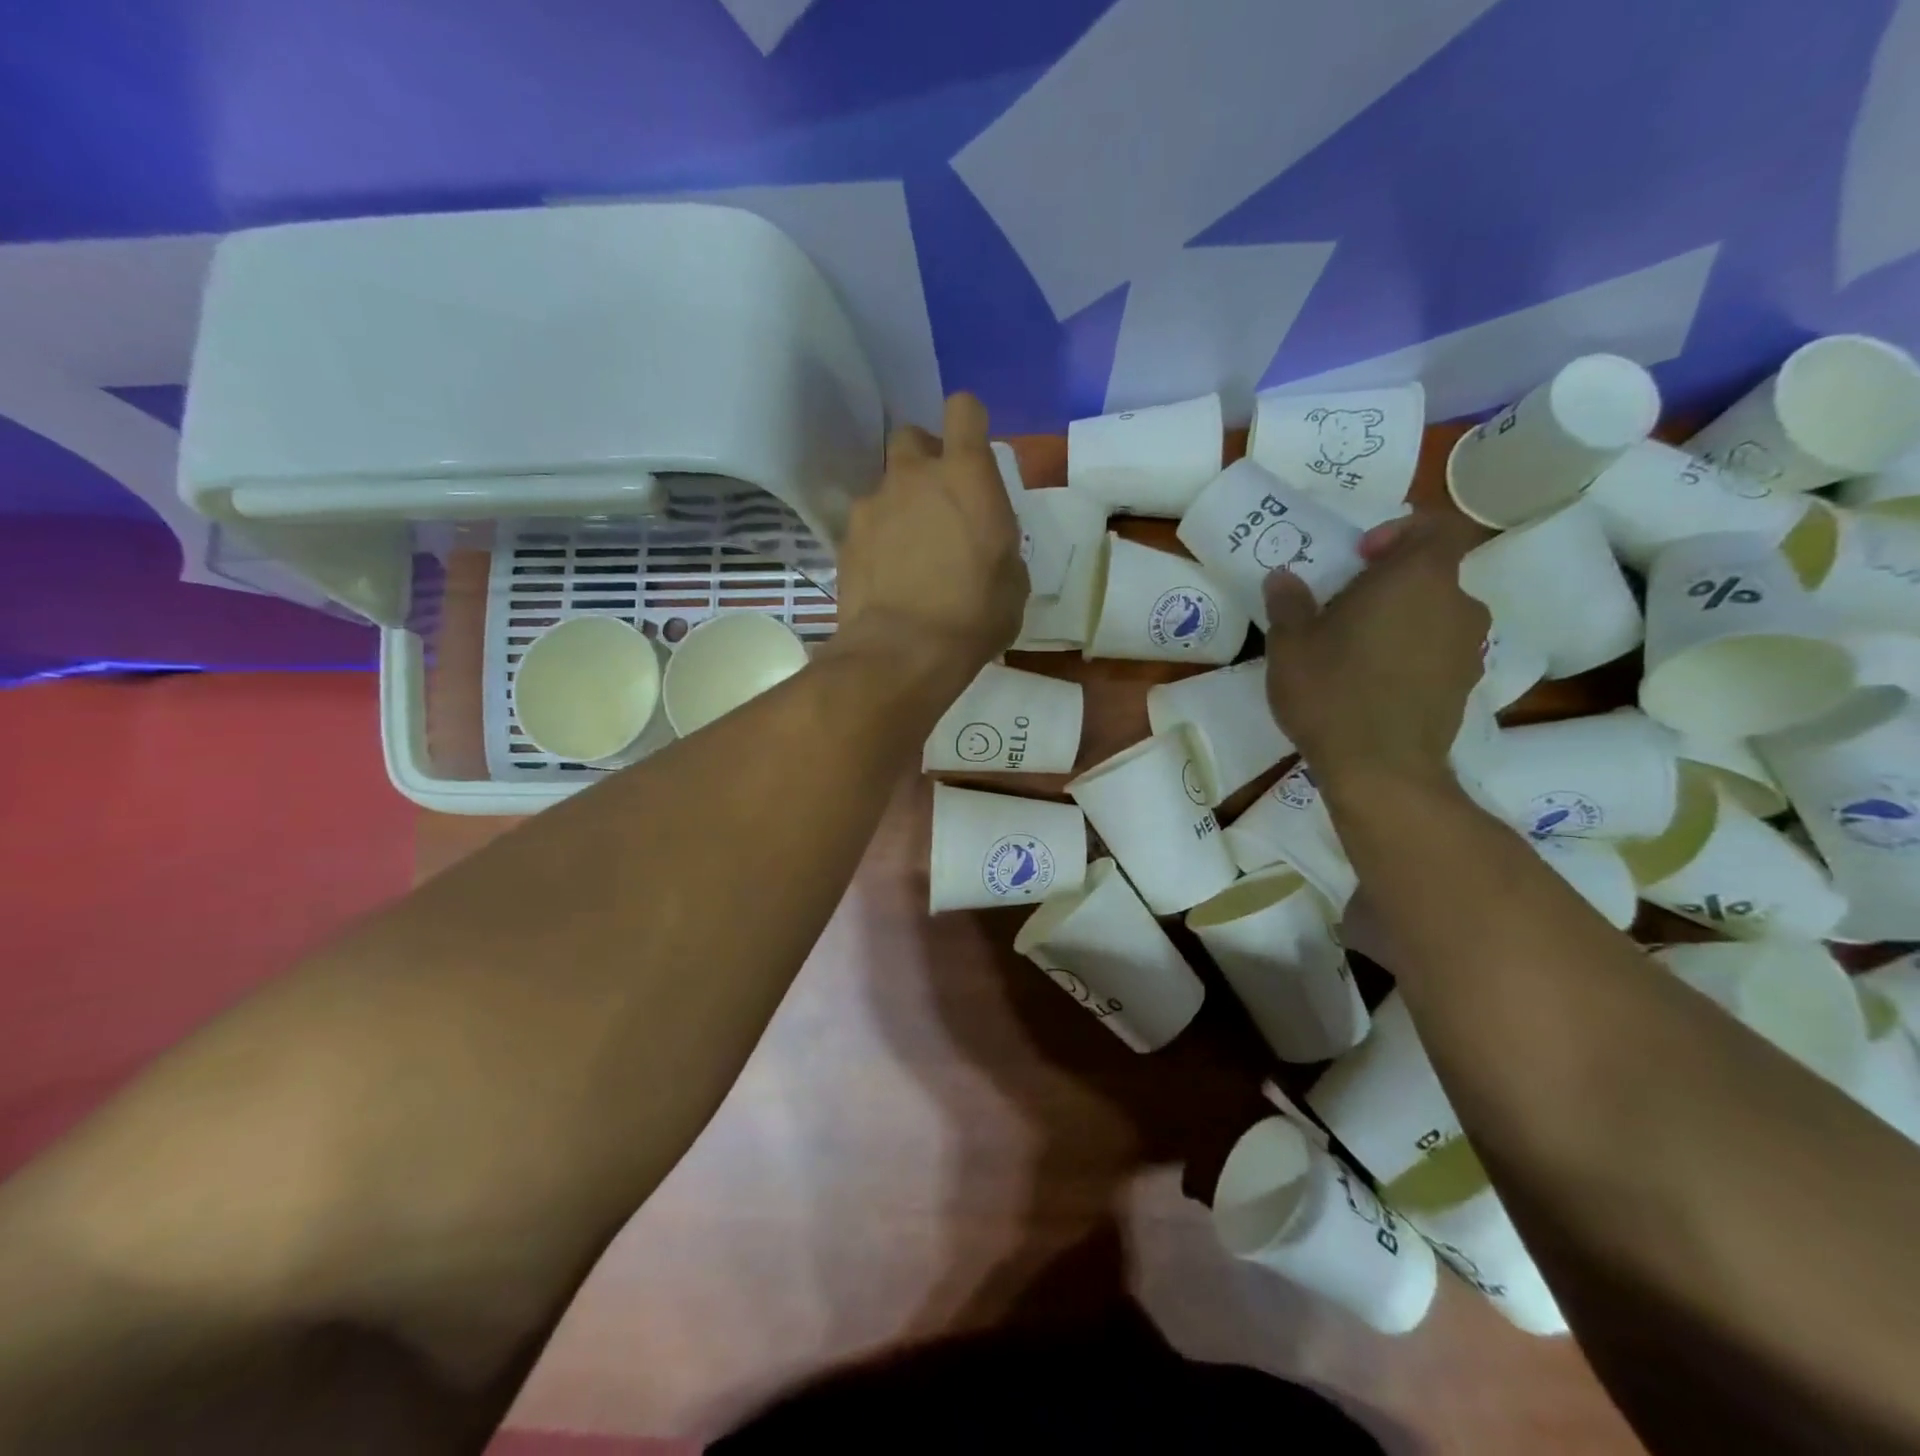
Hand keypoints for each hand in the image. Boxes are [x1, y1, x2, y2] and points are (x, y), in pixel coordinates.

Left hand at [831, 392, 1028, 679]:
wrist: (903, 652)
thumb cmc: (975, 615)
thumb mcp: (1013, 581)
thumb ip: (1000, 543)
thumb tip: (987, 545)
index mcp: (966, 475)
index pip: (964, 409)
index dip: (968, 423)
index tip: (972, 452)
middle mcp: (914, 475)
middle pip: (912, 436)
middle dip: (924, 459)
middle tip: (938, 502)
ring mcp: (873, 504)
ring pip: (885, 485)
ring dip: (899, 504)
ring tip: (909, 551)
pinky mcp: (846, 538)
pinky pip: (865, 525)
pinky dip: (876, 540)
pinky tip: (886, 575)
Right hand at [1263, 510, 1489, 795]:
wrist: (1381, 769)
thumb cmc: (1332, 693)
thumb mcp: (1290, 645)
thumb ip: (1288, 603)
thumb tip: (1283, 578)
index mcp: (1417, 578)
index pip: (1439, 527)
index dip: (1403, 531)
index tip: (1363, 557)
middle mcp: (1456, 604)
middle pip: (1432, 574)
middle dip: (1390, 584)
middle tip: (1344, 608)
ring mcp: (1469, 647)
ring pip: (1435, 615)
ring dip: (1401, 621)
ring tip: (1356, 651)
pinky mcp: (1466, 686)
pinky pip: (1439, 652)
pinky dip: (1413, 655)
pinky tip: (1374, 685)